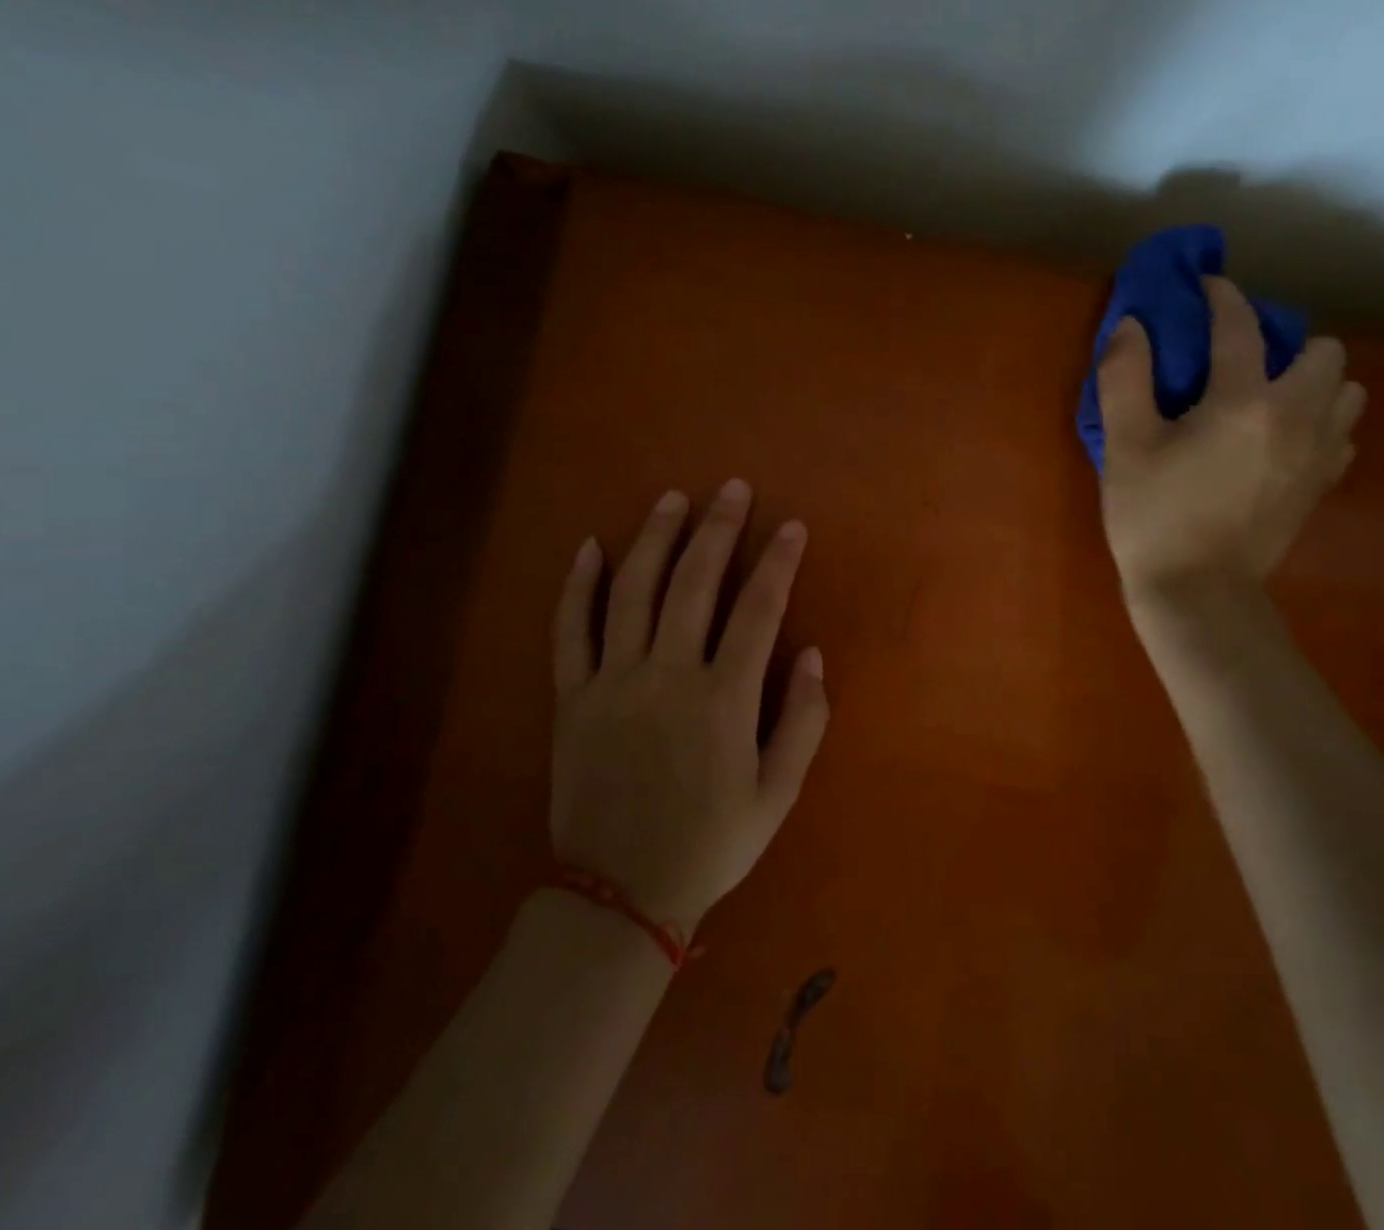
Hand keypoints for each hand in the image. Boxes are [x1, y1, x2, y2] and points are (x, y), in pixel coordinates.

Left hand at [548, 480, 828, 932]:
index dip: (778, 562)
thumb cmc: (711, 843)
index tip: (791, 526)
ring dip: (654, 538)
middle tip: (732, 488)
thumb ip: (804, 720)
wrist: (620, 894)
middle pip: (694, 583)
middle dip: (718, 530)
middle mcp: (667, 676)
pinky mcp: (572, 698)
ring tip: (672, 499)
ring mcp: (613, 683)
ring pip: (632, 592)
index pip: (758, 610)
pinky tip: (590, 548)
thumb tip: (813, 653)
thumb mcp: (779, 793)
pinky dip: (578, 586)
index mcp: (723, 699)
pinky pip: (570, 630)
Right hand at [1097, 277, 1364, 605]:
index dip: (1223, 297)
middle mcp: (1297, 417)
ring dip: (1314, 383)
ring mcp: (1319, 454)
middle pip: (1325, 351)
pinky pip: (1341, 434)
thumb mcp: (1125, 446)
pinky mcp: (1322, 485)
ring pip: (1346, 391)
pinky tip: (1280, 440)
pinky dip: (1319, 423)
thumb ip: (1125, 377)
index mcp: (1244, 401)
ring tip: (1269, 400)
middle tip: (1243, 364)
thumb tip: (1133, 325)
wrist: (1197, 595)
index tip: (1207, 287)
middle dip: (1288, 344)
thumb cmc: (1154, 518)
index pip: (1241, 326)